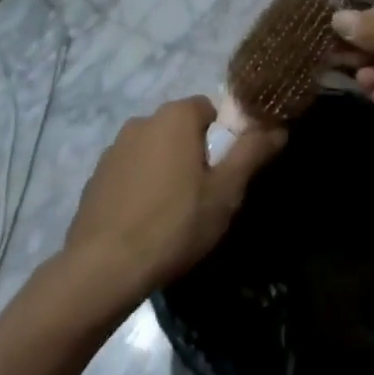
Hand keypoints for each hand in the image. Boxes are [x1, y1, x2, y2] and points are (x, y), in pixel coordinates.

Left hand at [64, 97, 284, 301]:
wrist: (106, 265)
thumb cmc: (176, 223)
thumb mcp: (226, 191)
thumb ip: (252, 152)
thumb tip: (277, 127)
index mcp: (174, 117)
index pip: (209, 109)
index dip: (224, 137)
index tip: (228, 171)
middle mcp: (141, 121)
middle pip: (181, 128)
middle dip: (196, 153)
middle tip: (207, 194)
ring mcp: (114, 148)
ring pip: (155, 150)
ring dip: (168, 169)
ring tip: (176, 212)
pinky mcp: (97, 175)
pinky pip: (132, 170)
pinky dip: (143, 185)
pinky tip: (147, 219)